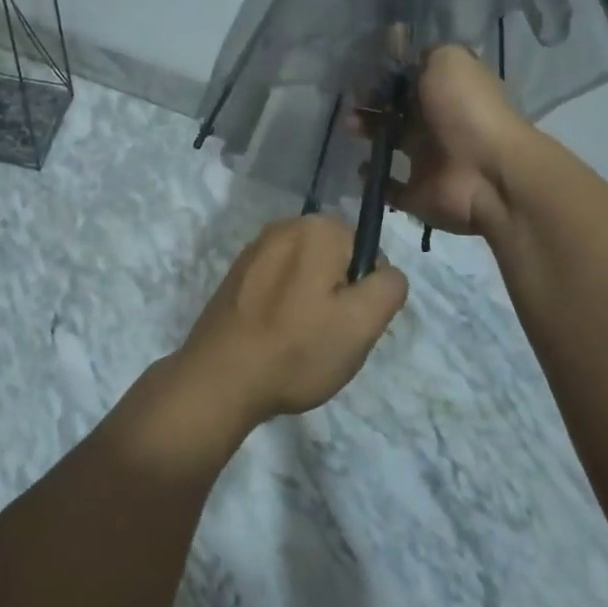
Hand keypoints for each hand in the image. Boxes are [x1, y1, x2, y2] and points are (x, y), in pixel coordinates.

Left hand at [177, 216, 408, 423]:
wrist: (218, 380)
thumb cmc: (297, 350)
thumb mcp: (362, 324)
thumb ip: (389, 287)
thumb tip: (385, 272)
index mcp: (316, 228)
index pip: (367, 251)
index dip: (366, 291)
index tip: (350, 323)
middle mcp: (284, 227)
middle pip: (335, 260)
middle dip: (339, 295)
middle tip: (328, 336)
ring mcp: (255, 250)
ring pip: (307, 275)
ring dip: (312, 304)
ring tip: (299, 342)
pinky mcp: (237, 275)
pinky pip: (278, 285)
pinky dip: (284, 308)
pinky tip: (275, 339)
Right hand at [357, 44, 529, 238]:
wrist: (488, 172)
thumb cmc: (466, 110)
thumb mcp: (449, 61)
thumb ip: (426, 54)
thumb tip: (407, 54)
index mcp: (445, 93)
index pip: (409, 81)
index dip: (385, 75)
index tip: (361, 72)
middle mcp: (436, 124)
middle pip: (395, 110)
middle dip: (370, 104)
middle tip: (352, 102)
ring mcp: (428, 160)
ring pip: (388, 143)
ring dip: (367, 133)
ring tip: (350, 127)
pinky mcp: (418, 192)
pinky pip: (390, 186)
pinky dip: (374, 178)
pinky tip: (361, 167)